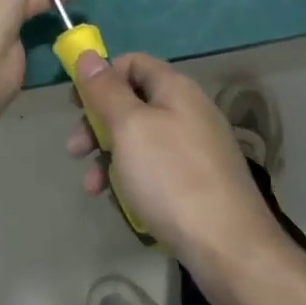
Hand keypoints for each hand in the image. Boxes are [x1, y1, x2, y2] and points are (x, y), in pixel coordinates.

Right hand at [66, 52, 285, 271]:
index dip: (102, 76)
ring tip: (93, 187)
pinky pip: (156, 169)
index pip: (132, 62)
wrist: (230, 250)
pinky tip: (121, 205)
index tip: (76, 103)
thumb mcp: (129, 128)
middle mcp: (189, 111)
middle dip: (98, 123)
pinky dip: (133, 180)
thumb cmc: (172, 178)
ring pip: (140, 140)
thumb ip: (105, 90)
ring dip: (110, 157)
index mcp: (176, 89)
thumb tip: (87, 55)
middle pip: (133, 102)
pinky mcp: (198, 183)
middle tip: (75, 150)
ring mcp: (196, 149)